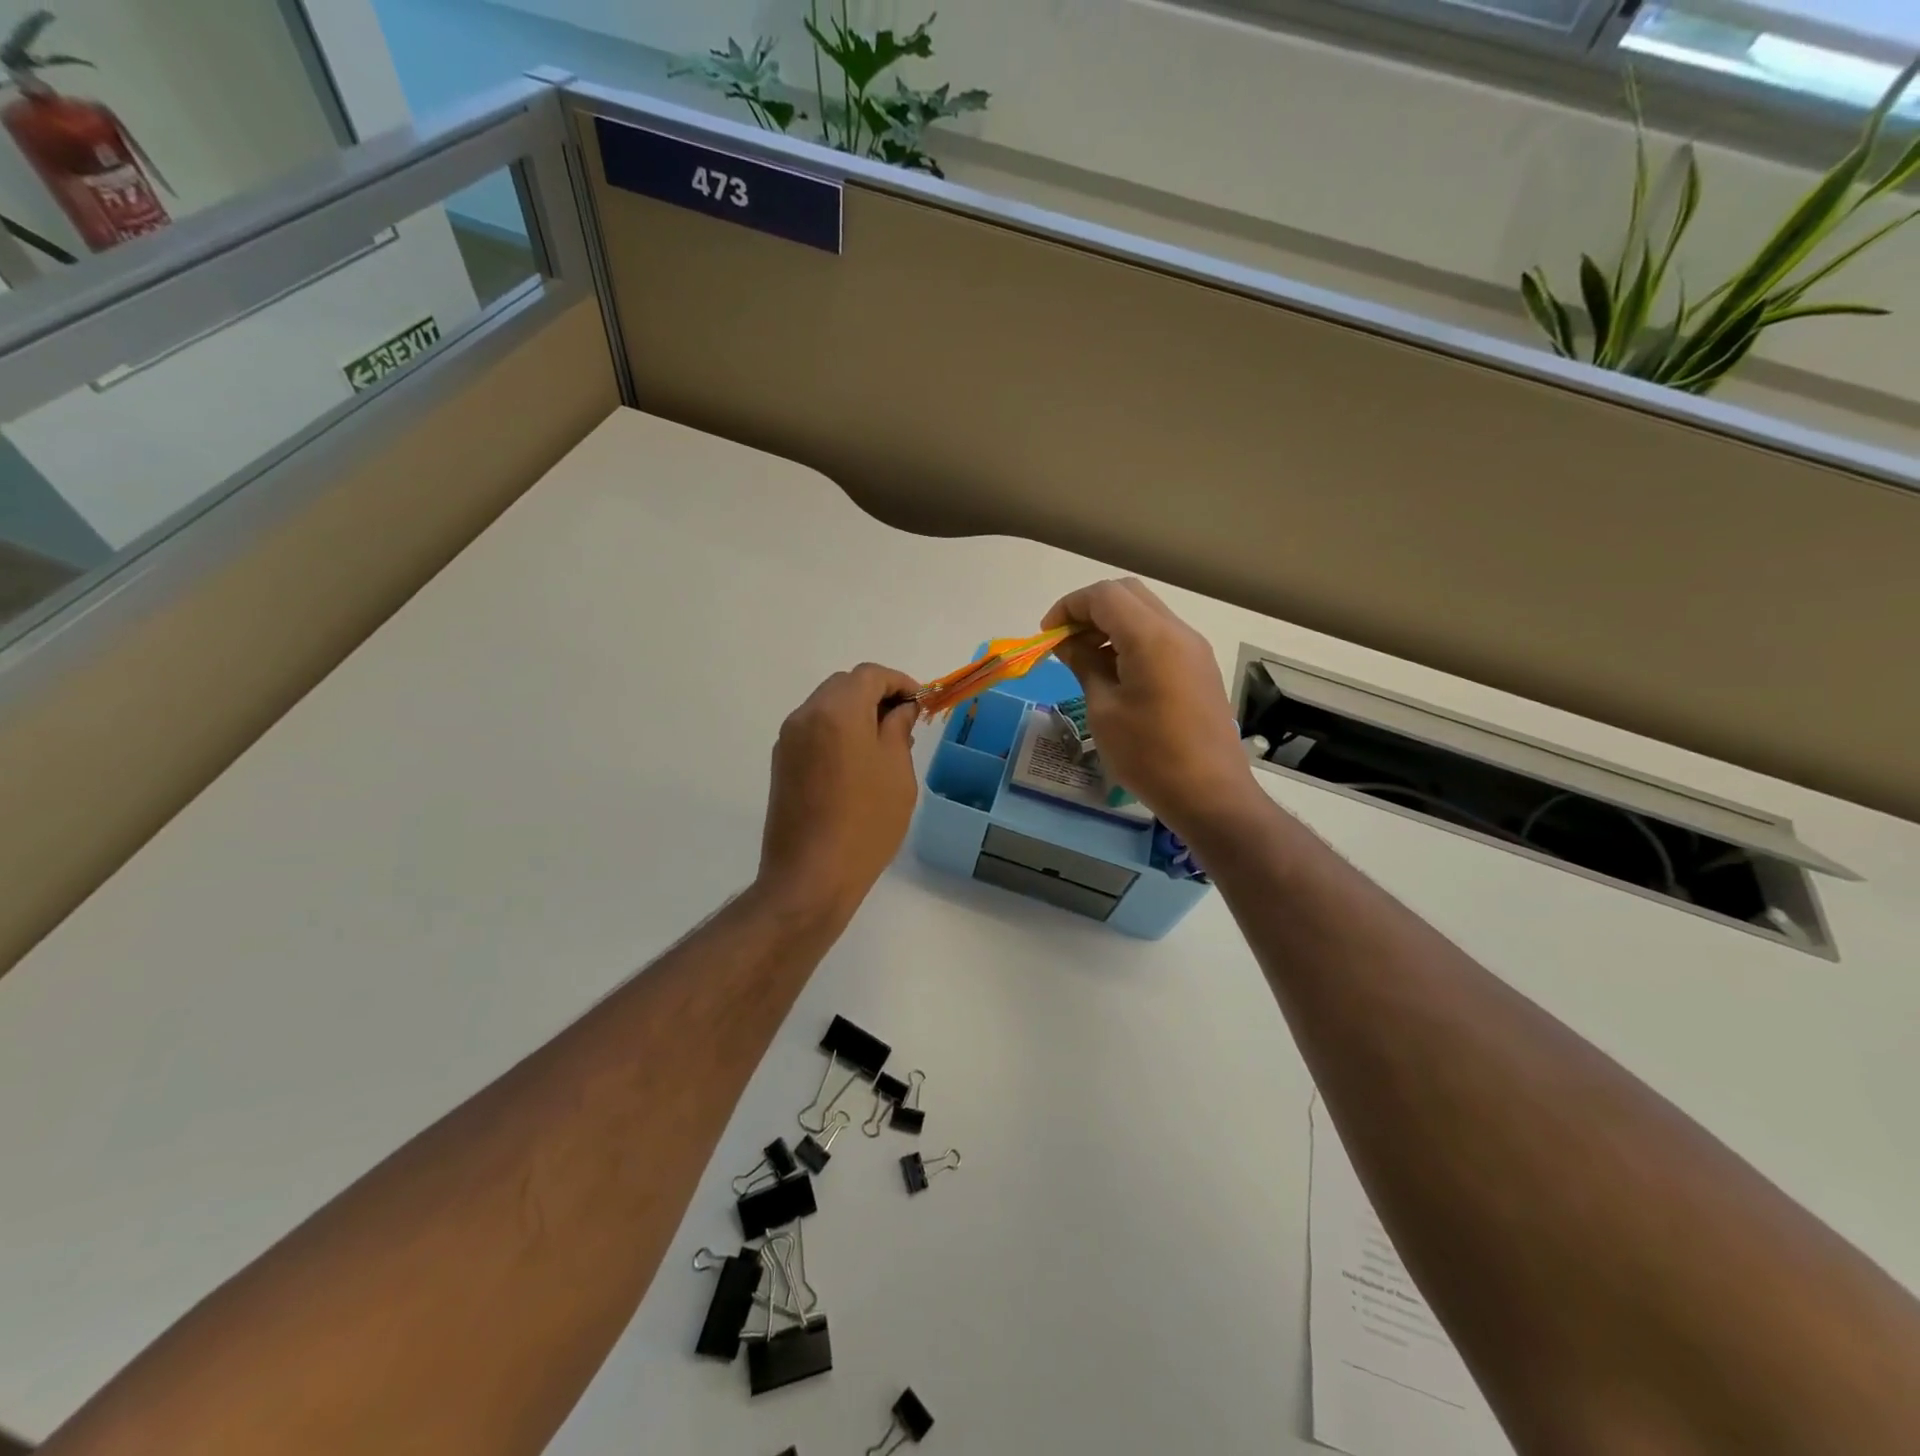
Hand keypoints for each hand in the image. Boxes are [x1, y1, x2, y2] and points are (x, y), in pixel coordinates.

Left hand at [758, 663, 921, 921]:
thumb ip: (898, 729)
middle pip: (844, 686)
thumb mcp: (896, 772)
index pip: (870, 675)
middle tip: (904, 722)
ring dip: (855, 713)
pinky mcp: (782, 764)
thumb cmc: (866, 823)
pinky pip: (814, 731)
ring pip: (826, 707)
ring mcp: (788, 740)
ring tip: (883, 744)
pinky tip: (857, 763)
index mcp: (837, 711)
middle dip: (876, 695)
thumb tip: (901, 709)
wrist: (811, 876)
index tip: (920, 703)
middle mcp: (806, 716)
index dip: (899, 682)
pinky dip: (837, 732)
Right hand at [1044, 578, 1259, 836]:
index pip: (1104, 596)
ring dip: (1111, 624)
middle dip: (1090, 609)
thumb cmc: (1149, 755)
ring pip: (1145, 613)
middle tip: (1065, 642)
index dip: (1069, 607)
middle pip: (1127, 594)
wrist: (1210, 794)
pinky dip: (1131, 640)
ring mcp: (1193, 649)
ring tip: (1084, 659)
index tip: (1047, 635)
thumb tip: (1067, 643)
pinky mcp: (1199, 668)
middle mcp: (1177, 631)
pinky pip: (1160, 636)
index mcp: (1151, 637)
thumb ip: (1084, 665)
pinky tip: (1114, 673)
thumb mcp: (1104, 710)